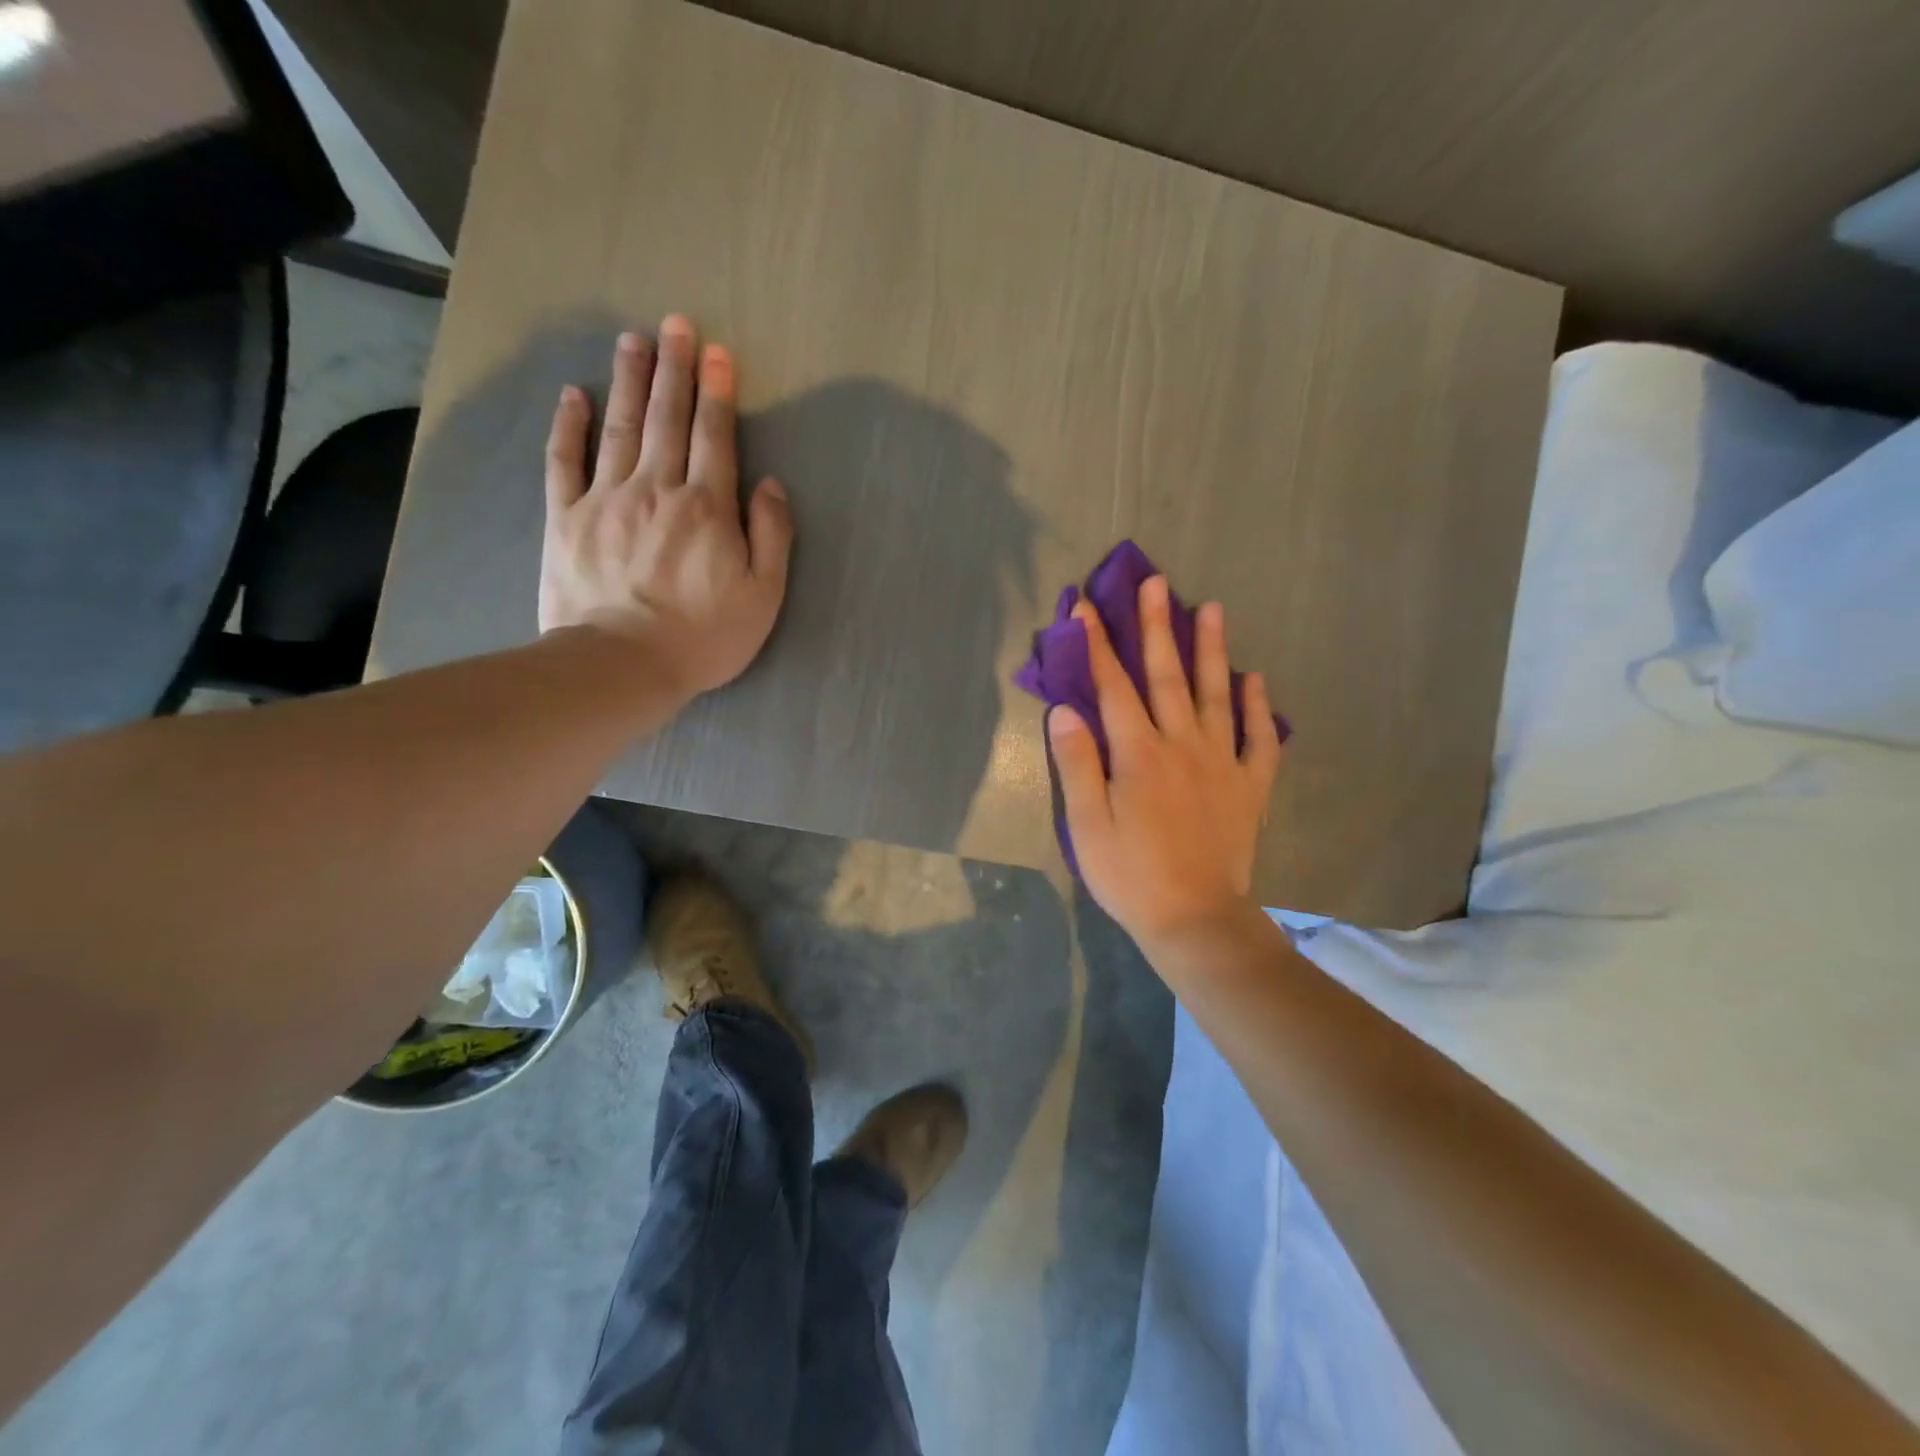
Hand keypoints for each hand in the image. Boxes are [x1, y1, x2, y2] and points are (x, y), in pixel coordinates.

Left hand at [539, 317, 793, 700]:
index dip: (718, 392)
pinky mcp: (567, 517)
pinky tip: (573, 394)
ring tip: (634, 340)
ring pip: (619, 426)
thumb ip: (772, 536)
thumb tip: (770, 484)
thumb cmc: (704, 636)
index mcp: (707, 507)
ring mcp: (607, 498)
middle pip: (667, 418)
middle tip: (676, 324)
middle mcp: (657, 488)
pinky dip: (569, 425)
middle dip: (674, 369)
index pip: (715, 436)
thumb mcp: (763, 595)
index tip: (717, 352)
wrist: (623, 664)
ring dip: (628, 380)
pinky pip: (565, 460)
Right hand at [1048, 576, 1282, 954]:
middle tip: (1157, 582)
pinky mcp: (1249, 786)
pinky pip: (1258, 738)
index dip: (1097, 646)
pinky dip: (1258, 707)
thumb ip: (1078, 764)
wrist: (1195, 919)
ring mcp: (1222, 762)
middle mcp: (1182, 745)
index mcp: (1138, 754)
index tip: (1085, 608)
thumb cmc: (1130, 874)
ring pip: (1217, 694)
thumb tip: (1065, 710)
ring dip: (1213, 649)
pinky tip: (1256, 680)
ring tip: (1213, 608)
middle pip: (1168, 676)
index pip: (1113, 687)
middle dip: (1157, 627)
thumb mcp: (1087, 825)